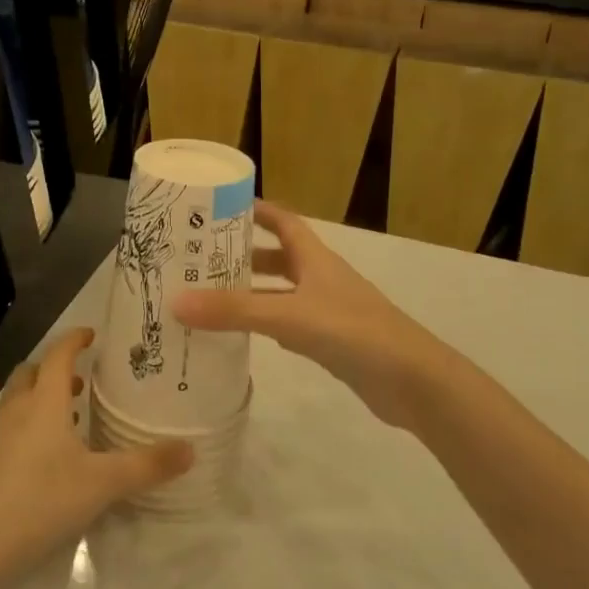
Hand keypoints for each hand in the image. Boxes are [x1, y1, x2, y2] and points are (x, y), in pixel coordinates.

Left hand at [0, 329, 192, 588]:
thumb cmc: (40, 501)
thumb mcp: (102, 484)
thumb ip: (147, 465)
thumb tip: (191, 449)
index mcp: (44, 403)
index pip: (58, 356)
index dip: (75, 341)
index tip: (92, 335)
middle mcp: (15, 410)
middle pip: (31, 373)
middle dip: (55, 370)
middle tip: (83, 382)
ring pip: (17, 401)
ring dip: (41, 399)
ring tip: (70, 420)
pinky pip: (8, 428)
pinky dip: (28, 426)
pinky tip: (46, 459)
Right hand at [172, 202, 449, 425]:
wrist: (412, 381)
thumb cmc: (354, 332)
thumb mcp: (289, 316)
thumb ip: (235, 310)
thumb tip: (176, 302)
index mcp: (315, 258)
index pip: (283, 221)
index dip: (256, 210)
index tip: (219, 207)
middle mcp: (321, 278)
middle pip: (278, 257)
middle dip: (243, 255)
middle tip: (200, 258)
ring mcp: (327, 311)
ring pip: (281, 292)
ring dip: (251, 291)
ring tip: (210, 295)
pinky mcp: (330, 342)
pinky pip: (289, 324)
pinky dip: (265, 324)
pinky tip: (243, 334)